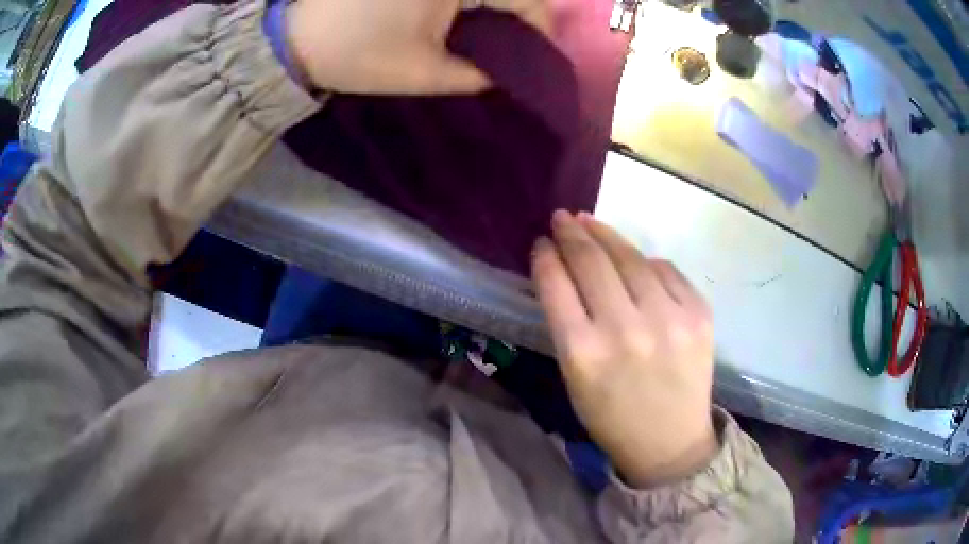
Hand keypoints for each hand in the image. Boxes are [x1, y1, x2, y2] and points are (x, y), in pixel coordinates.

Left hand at [285, 0, 549, 94]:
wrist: (293, 38)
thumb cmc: (356, 53)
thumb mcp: (424, 72)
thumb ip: (478, 75)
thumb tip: (510, 73)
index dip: (541, 29)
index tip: (540, 58)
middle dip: (519, 17)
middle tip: (515, 50)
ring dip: (494, 8)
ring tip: (491, 37)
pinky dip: (470, 3)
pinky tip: (464, 18)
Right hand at [532, 210, 717, 487]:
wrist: (670, 441)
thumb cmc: (612, 416)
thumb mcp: (574, 377)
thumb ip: (567, 324)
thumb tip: (565, 271)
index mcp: (583, 354)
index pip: (557, 285)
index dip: (547, 256)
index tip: (542, 242)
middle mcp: (626, 331)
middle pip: (592, 262)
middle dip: (572, 233)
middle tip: (562, 218)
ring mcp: (668, 319)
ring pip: (632, 258)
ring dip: (607, 235)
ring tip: (590, 222)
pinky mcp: (699, 314)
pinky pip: (666, 270)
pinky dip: (646, 261)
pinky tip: (635, 261)